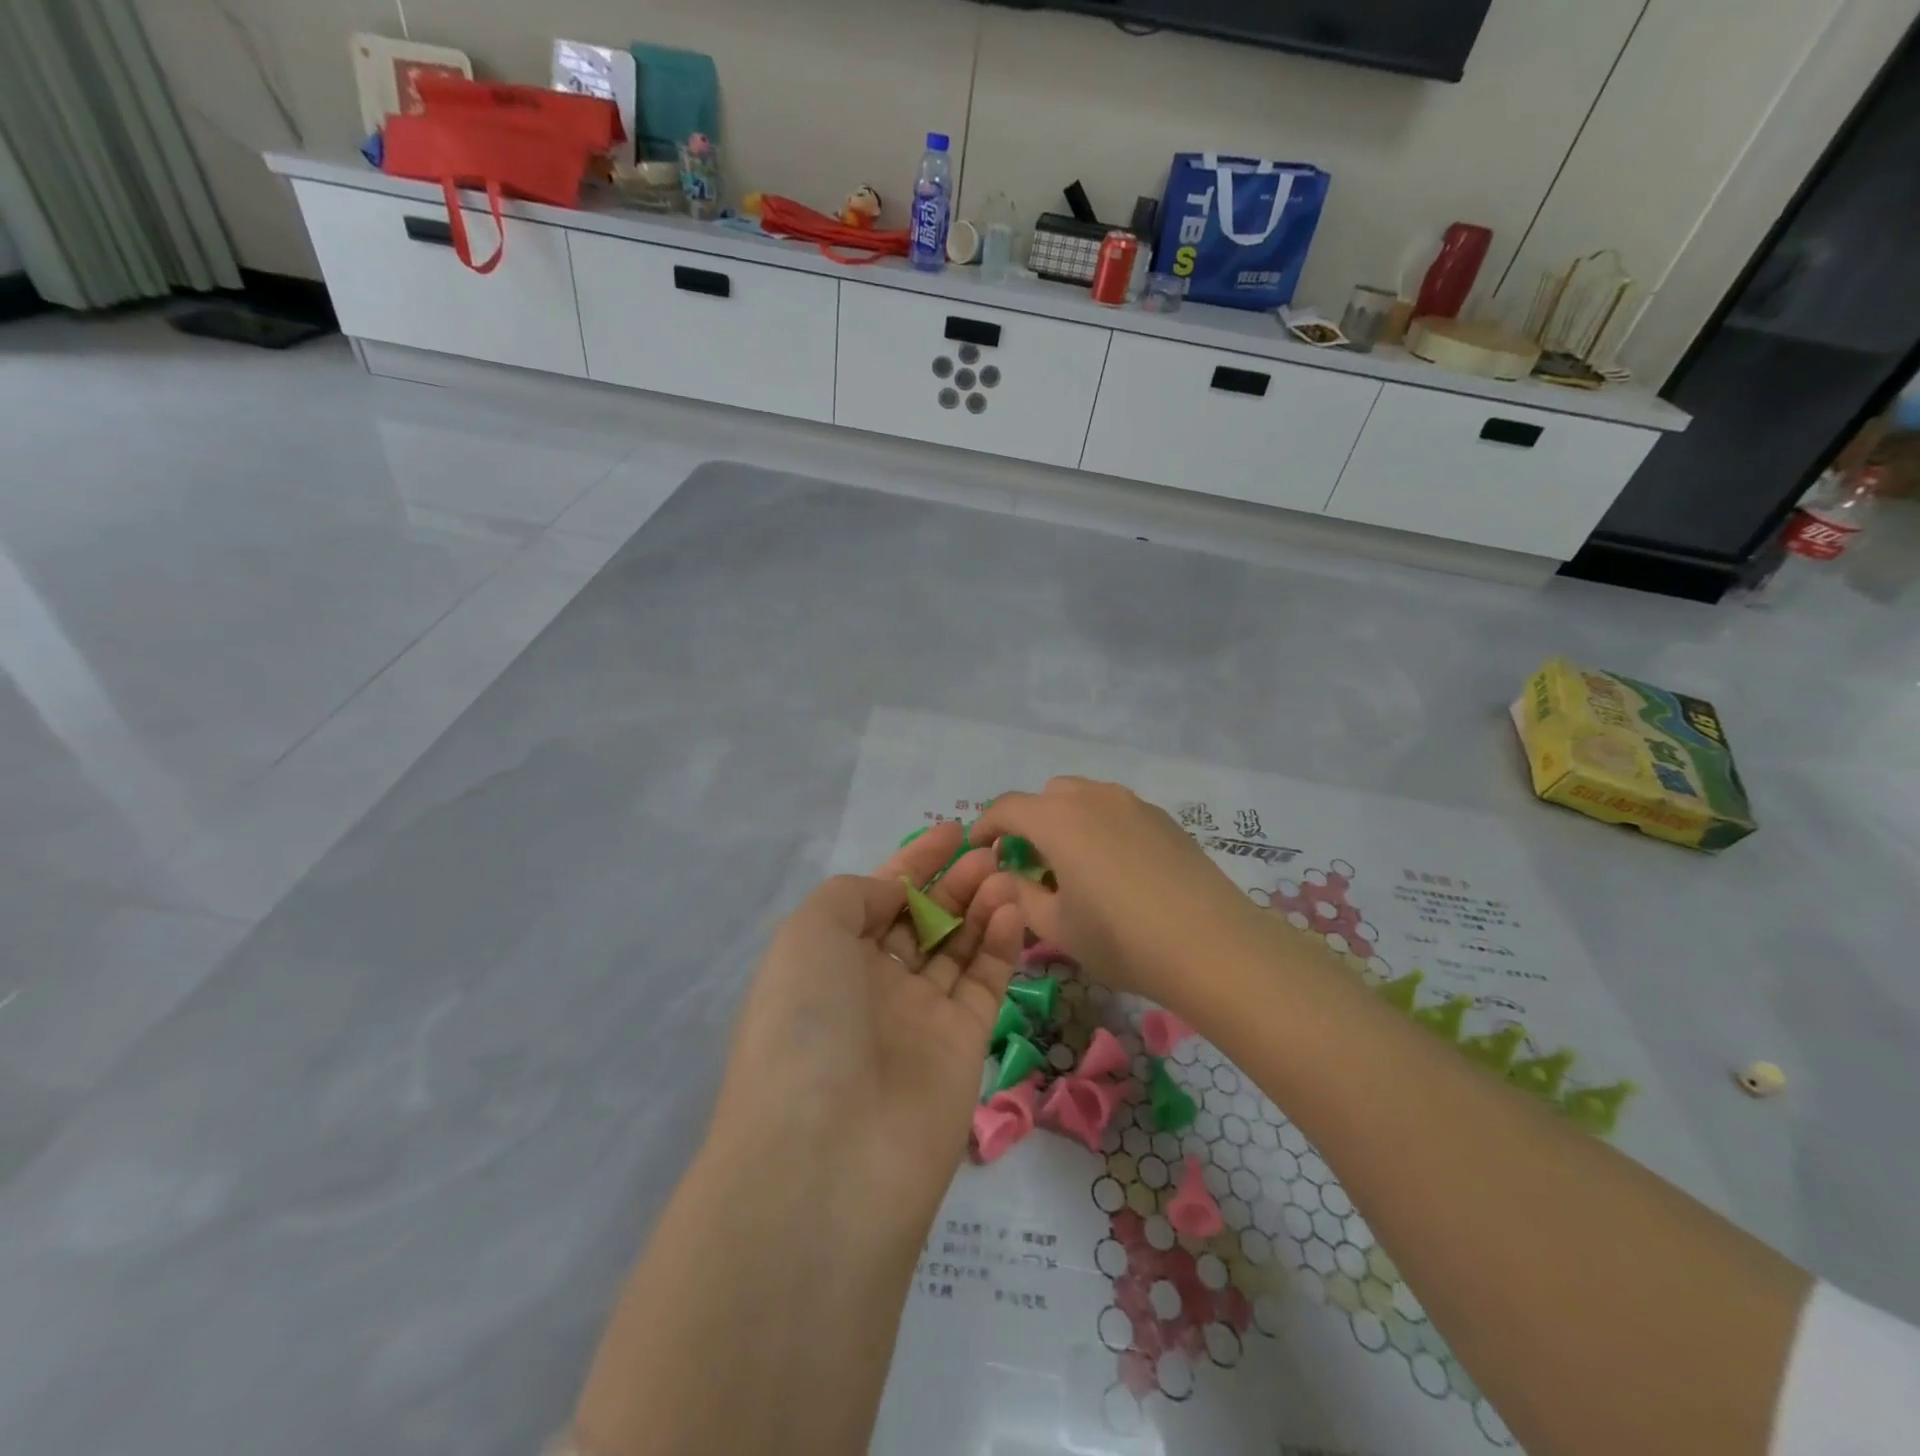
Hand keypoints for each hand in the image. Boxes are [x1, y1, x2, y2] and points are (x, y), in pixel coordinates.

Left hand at [709, 823, 1025, 1230]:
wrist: (830, 1155)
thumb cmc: (806, 1022)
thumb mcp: (808, 932)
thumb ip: (854, 895)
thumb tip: (897, 893)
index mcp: (827, 961)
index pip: (878, 898)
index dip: (914, 863)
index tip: (952, 830)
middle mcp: (871, 988)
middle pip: (921, 921)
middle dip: (953, 882)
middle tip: (989, 849)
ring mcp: (918, 1019)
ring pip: (956, 948)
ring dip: (980, 906)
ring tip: (1004, 873)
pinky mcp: (963, 1047)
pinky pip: (984, 983)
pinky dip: (1000, 943)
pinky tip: (1012, 908)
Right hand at [971, 777, 1262, 1010]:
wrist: (1213, 946)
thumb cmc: (1121, 939)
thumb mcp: (1056, 927)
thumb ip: (1019, 895)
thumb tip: (1005, 876)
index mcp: (1057, 820)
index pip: (1006, 808)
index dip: (985, 827)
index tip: (978, 851)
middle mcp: (1093, 798)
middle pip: (1046, 798)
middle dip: (1029, 824)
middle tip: (1030, 866)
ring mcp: (1133, 804)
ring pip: (1084, 799)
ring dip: (1066, 823)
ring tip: (1074, 868)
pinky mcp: (1163, 819)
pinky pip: (1117, 811)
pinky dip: (1100, 829)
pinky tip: (1116, 871)